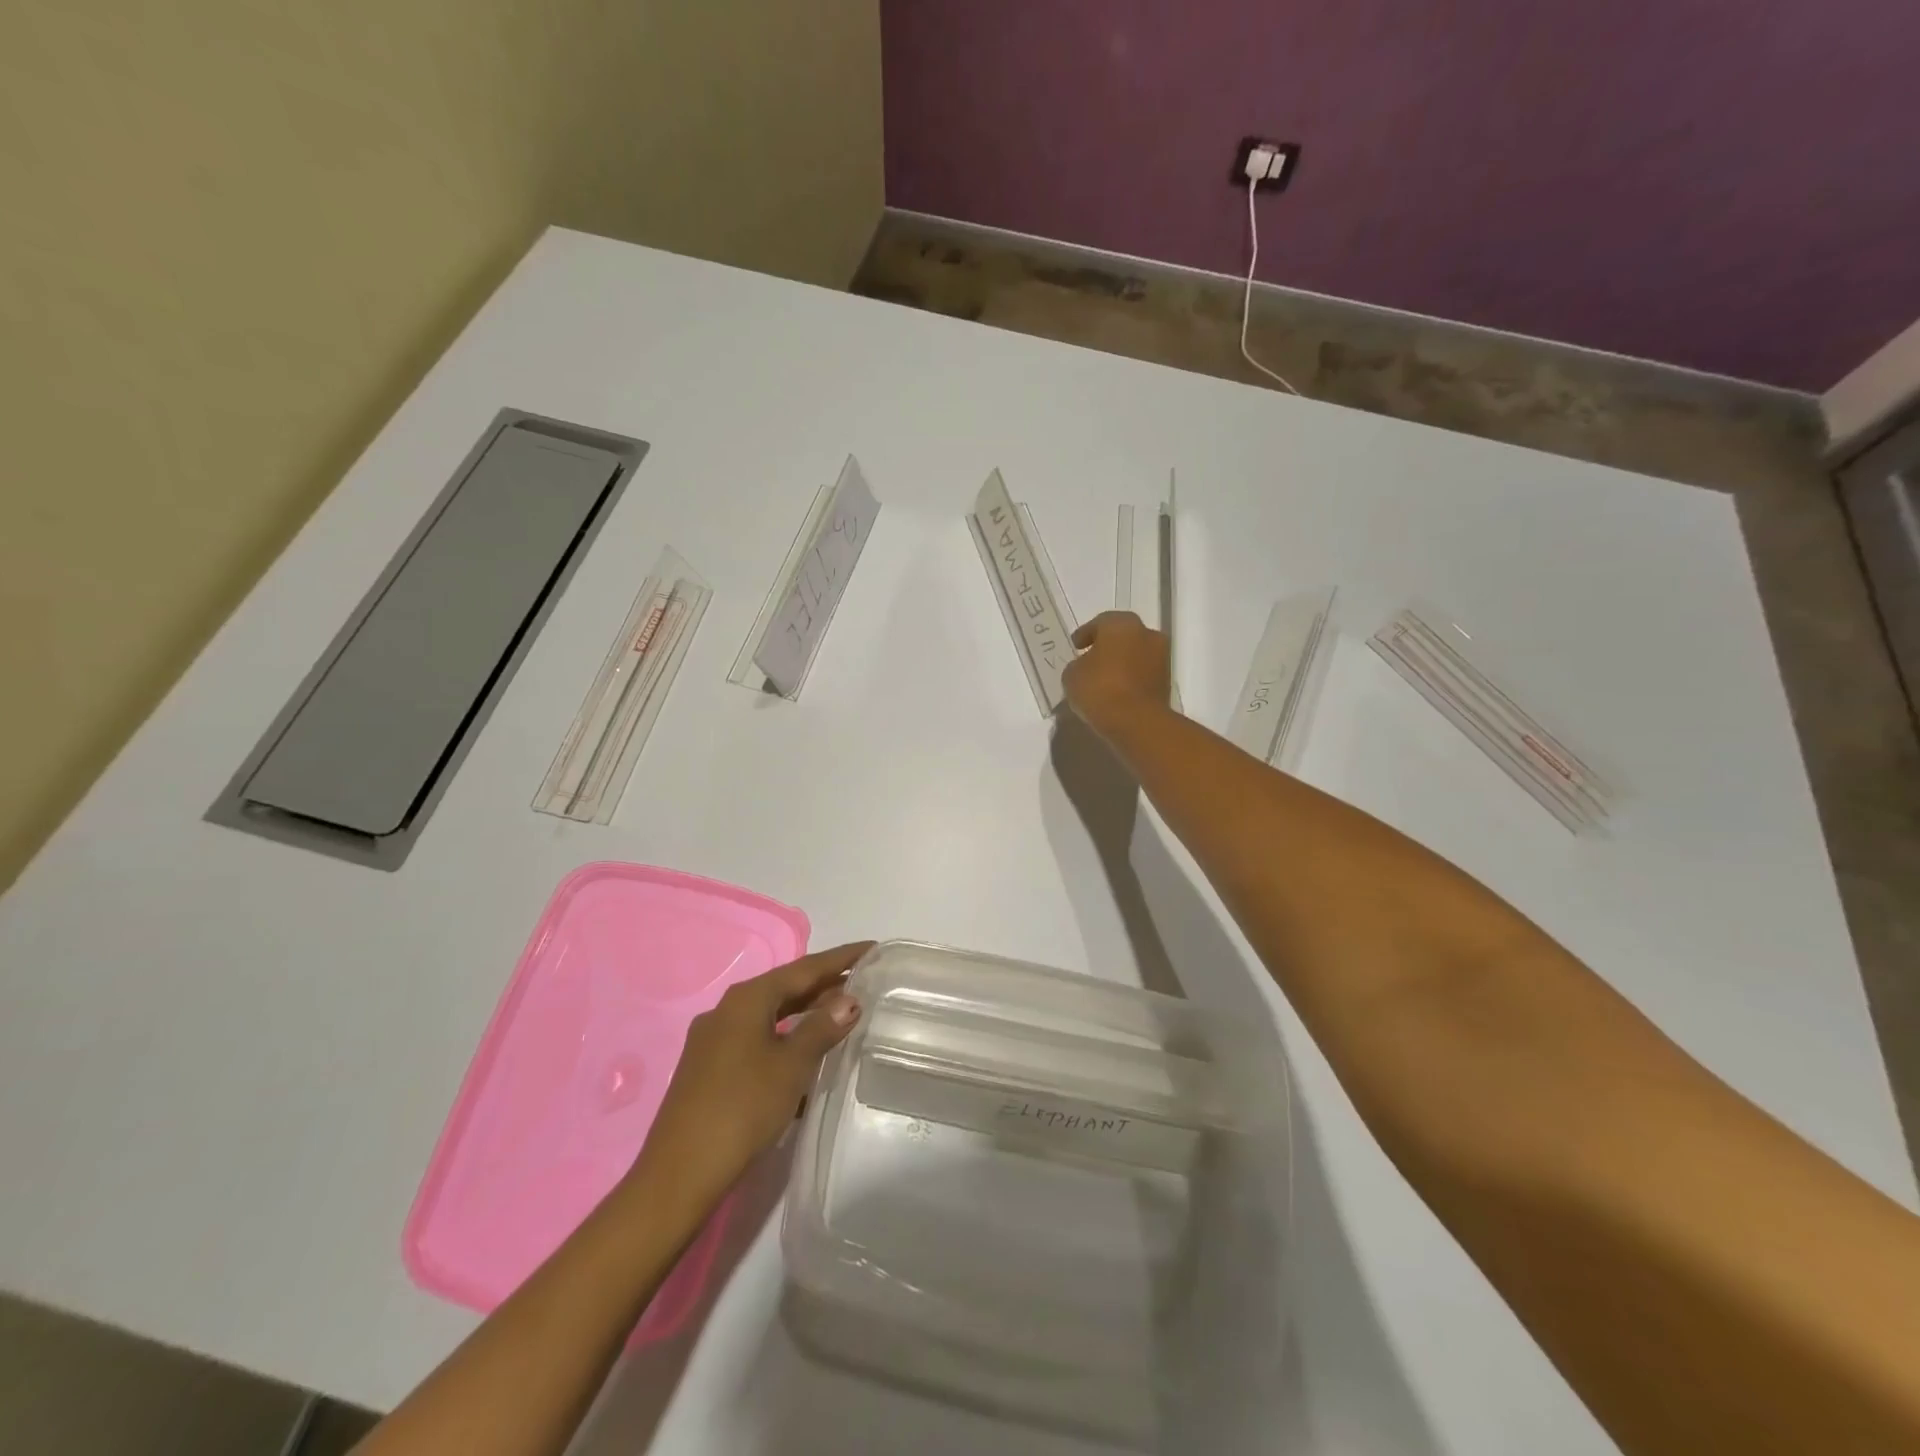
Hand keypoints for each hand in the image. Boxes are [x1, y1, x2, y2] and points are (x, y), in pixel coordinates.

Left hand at [628, 943, 871, 1204]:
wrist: (679, 1175)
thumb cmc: (742, 1109)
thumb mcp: (791, 1065)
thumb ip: (821, 1028)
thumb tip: (849, 999)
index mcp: (747, 999)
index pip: (804, 968)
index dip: (841, 958)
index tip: (872, 949)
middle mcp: (727, 1011)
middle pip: (785, 989)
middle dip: (824, 985)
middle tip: (863, 981)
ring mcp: (714, 1041)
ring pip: (770, 1016)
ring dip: (805, 1014)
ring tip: (842, 1015)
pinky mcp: (710, 1070)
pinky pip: (758, 1040)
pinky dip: (786, 1039)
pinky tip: (805, 1056)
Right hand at [1062, 611, 1171, 743]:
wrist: (1136, 722)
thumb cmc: (1100, 689)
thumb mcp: (1072, 675)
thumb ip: (1078, 665)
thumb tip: (1086, 667)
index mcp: (1122, 624)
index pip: (1100, 622)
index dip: (1085, 634)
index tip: (1076, 646)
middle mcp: (1146, 633)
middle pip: (1122, 636)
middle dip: (1107, 646)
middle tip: (1091, 659)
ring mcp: (1161, 657)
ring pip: (1136, 654)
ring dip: (1121, 662)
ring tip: (1103, 679)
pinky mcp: (1167, 681)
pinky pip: (1143, 673)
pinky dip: (1131, 678)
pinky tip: (1117, 691)